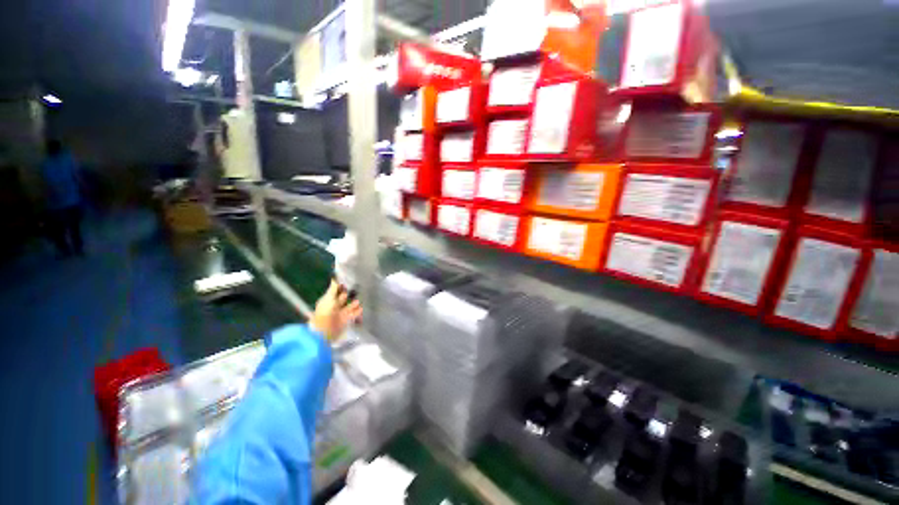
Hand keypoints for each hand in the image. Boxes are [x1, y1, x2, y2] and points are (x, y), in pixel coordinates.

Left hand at [308, 281, 362, 340]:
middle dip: (347, 295)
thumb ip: (332, 289)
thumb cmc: (326, 313)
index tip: (347, 282)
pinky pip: (352, 315)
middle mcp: (333, 307)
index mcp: (327, 301)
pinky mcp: (345, 321)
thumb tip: (334, 278)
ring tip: (358, 301)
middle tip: (355, 290)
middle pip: (342, 299)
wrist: (325, 331)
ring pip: (348, 307)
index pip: (335, 292)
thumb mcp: (329, 299)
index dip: (340, 288)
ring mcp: (339, 314)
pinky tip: (361, 308)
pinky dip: (357, 312)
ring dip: (353, 304)